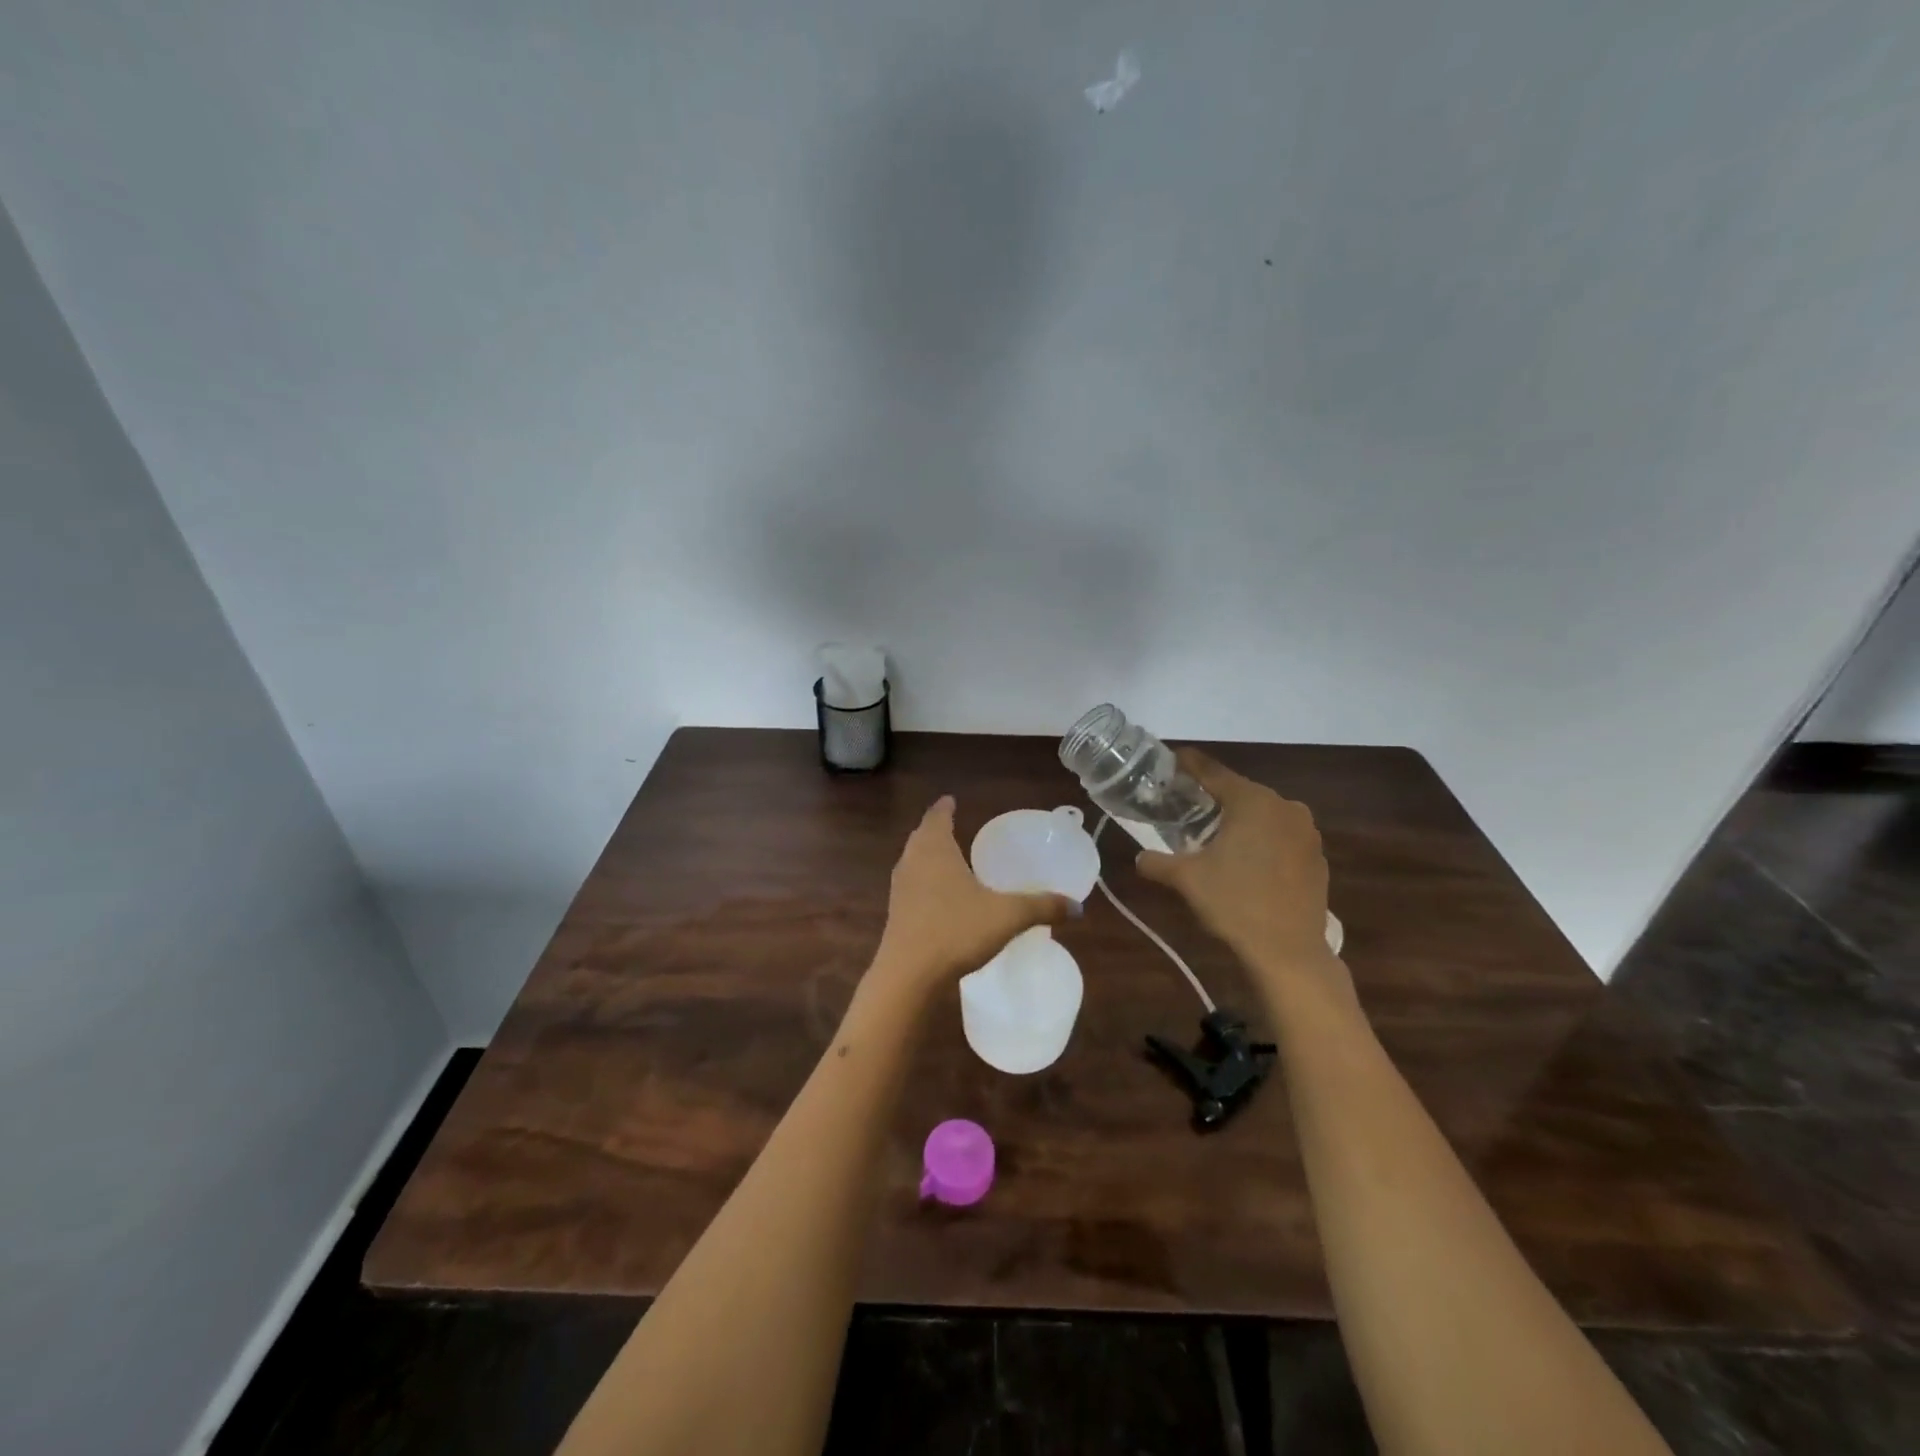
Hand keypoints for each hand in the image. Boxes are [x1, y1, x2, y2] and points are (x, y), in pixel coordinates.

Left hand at [875, 797, 1075, 990]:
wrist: (909, 975)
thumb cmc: (956, 930)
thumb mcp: (1007, 916)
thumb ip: (1042, 907)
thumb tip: (1078, 907)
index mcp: (935, 849)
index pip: (937, 817)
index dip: (945, 808)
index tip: (951, 800)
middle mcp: (912, 862)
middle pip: (921, 837)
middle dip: (935, 830)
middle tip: (952, 826)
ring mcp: (900, 889)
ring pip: (913, 861)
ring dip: (927, 856)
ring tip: (947, 859)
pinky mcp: (895, 914)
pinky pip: (911, 887)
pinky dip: (924, 882)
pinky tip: (940, 898)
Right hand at [1135, 749, 1354, 1006]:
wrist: (1289, 952)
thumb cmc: (1234, 903)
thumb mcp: (1186, 879)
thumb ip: (1157, 862)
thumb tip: (1140, 858)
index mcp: (1252, 801)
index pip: (1213, 772)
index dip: (1190, 765)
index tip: (1172, 759)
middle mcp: (1284, 807)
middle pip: (1240, 792)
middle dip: (1214, 797)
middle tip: (1187, 805)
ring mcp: (1306, 833)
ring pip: (1263, 815)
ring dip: (1240, 821)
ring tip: (1215, 836)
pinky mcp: (1317, 858)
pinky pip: (1281, 837)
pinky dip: (1261, 841)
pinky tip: (1246, 862)